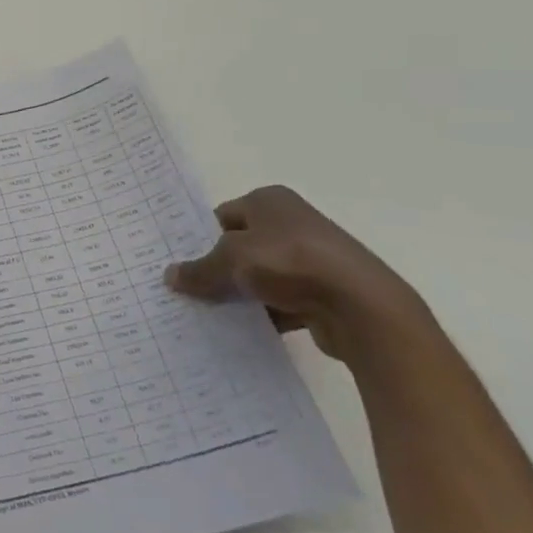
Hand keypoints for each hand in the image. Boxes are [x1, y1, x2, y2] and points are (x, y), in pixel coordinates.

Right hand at [164, 185, 427, 363]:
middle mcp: (291, 222)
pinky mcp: (324, 290)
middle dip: (218, 269)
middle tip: (189, 291)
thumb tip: (170, 276)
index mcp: (269, 200)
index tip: (182, 265)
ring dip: (242, 294)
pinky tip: (246, 332)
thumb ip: (200, 269)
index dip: (199, 239)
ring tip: (211, 316)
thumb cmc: (290, 263)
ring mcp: (311, 257)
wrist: (363, 306)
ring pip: (261, 276)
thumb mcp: (232, 259)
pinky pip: (283, 300)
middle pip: (240, 246)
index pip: (221, 216)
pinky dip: (266, 314)